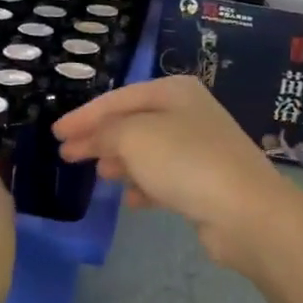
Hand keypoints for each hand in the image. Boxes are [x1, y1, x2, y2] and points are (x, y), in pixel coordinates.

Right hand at [53, 77, 302, 279]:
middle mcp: (189, 113)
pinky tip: (130, 200)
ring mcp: (200, 148)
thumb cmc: (185, 162)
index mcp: (173, 91)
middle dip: (100, 138)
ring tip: (99, 174)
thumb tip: (88, 140)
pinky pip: (165, 178)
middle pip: (132, 123)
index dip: (84, 115)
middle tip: (67, 155)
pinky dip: (144, 185)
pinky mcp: (206, 182)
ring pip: (148, 151)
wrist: (247, 212)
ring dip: (121, 161)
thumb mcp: (133, 137)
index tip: (55, 133)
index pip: (118, 98)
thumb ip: (103, 133)